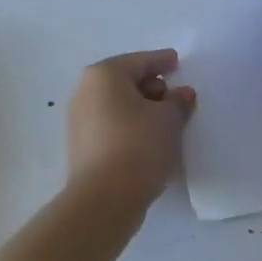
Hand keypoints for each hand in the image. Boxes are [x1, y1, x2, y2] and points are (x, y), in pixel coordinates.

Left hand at [66, 49, 196, 217]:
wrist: (103, 200)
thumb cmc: (138, 146)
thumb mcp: (169, 119)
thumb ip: (178, 101)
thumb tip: (182, 94)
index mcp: (105, 75)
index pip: (140, 61)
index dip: (162, 61)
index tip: (177, 61)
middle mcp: (86, 91)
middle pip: (126, 81)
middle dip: (153, 87)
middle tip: (176, 99)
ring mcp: (79, 120)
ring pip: (118, 105)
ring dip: (142, 109)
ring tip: (166, 123)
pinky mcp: (81, 146)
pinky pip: (112, 126)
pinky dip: (130, 127)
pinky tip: (148, 141)